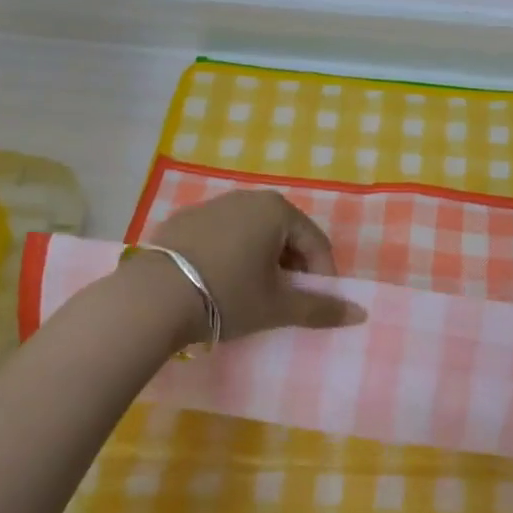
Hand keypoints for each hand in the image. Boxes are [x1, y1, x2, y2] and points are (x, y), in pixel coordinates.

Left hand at [139, 188, 366, 346]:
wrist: (151, 299)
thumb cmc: (228, 296)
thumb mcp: (278, 307)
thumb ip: (321, 308)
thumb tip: (360, 314)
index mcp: (276, 210)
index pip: (315, 242)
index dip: (322, 276)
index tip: (315, 303)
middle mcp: (246, 198)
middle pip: (284, 234)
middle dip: (292, 266)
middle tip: (285, 299)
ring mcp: (211, 205)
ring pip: (252, 233)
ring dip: (261, 260)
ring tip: (252, 293)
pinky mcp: (182, 220)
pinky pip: (221, 236)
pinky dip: (230, 255)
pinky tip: (218, 283)